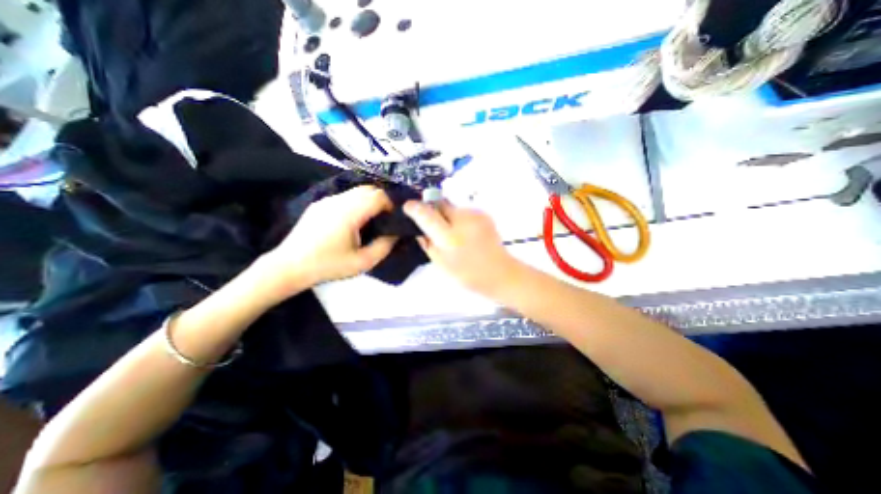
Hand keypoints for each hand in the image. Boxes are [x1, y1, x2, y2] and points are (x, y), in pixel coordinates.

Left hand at [262, 185, 397, 296]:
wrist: (290, 266)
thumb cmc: (328, 265)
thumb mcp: (363, 262)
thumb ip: (384, 246)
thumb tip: (395, 233)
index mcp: (350, 213)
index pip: (378, 196)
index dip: (391, 204)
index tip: (393, 218)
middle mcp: (338, 201)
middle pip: (368, 189)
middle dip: (382, 200)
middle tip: (385, 218)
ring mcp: (327, 200)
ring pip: (356, 191)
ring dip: (369, 200)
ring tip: (371, 219)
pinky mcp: (320, 204)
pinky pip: (344, 196)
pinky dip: (356, 202)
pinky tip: (353, 220)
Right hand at [405, 198, 521, 295]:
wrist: (501, 273)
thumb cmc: (469, 275)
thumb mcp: (442, 264)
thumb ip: (428, 244)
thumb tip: (419, 230)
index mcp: (450, 237)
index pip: (427, 215)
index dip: (415, 208)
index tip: (408, 206)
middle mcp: (463, 220)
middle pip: (440, 204)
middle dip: (432, 210)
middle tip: (432, 224)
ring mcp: (476, 214)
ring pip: (452, 207)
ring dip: (446, 215)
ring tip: (452, 231)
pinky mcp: (484, 214)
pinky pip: (463, 211)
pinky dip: (459, 218)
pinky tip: (464, 232)